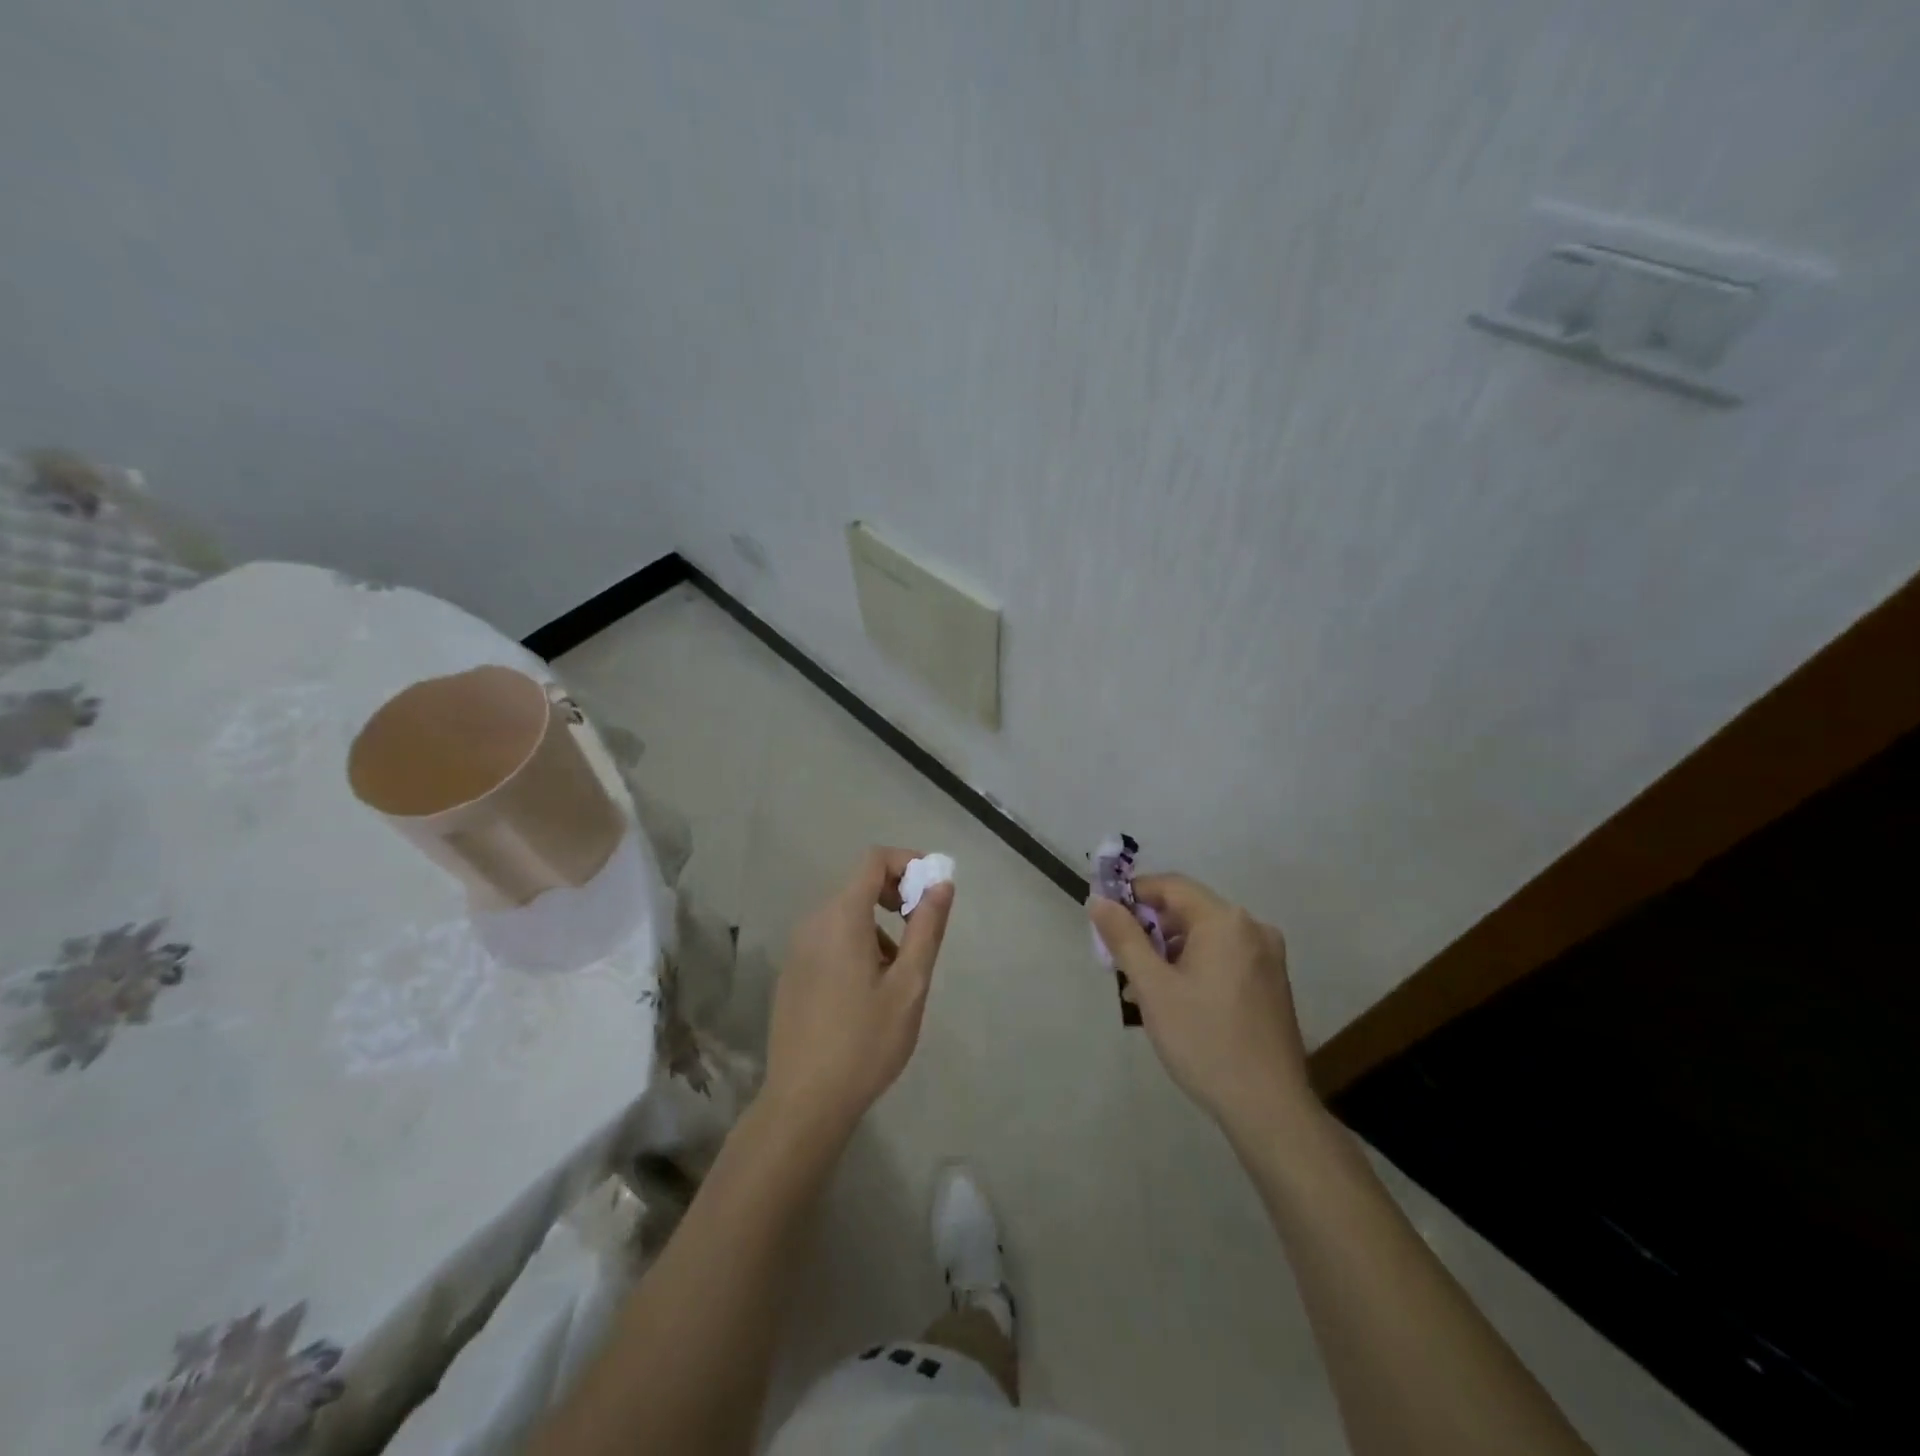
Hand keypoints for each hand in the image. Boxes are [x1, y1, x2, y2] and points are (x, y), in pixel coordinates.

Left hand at [764, 847, 954, 1138]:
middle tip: (922, 933)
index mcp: (842, 917)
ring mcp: (798, 948)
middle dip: (897, 897)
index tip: (934, 890)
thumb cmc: (865, 1042)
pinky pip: (830, 938)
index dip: (909, 863)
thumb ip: (926, 928)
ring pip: (846, 914)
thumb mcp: (909, 985)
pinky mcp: (792, 971)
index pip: (875, 860)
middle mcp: (814, 922)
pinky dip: (857, 943)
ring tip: (898, 975)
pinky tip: (868, 992)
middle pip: (860, 884)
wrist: (804, 1102)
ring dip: (878, 926)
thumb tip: (941, 883)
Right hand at [1089, 875, 1311, 1132]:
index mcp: (1225, 921)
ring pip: (1204, 937)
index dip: (1133, 895)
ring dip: (1169, 953)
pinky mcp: (1272, 983)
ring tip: (1140, 990)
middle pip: (1188, 911)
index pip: (1170, 886)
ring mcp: (1267, 957)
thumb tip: (1099, 900)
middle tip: (1119, 962)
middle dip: (1149, 931)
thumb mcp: (1153, 987)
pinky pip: (1223, 957)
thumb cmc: (1204, 1040)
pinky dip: (1194, 967)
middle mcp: (1252, 928)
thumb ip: (1124, 937)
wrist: (1269, 1108)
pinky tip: (1175, 1001)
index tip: (1104, 919)